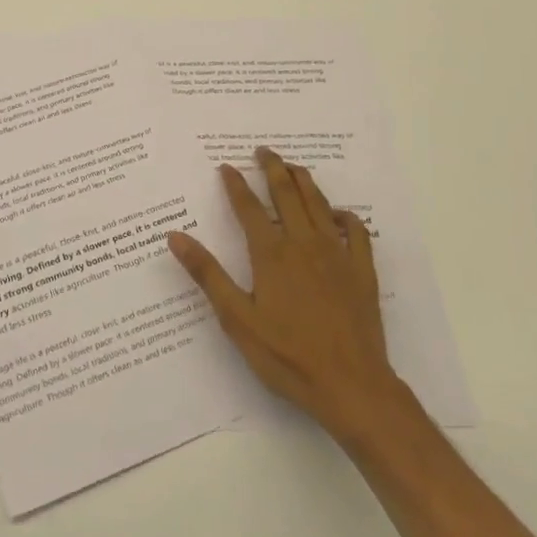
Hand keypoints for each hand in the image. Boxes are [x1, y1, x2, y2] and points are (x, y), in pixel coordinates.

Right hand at [168, 148, 404, 447]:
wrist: (352, 386)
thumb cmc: (287, 356)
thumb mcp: (237, 319)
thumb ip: (207, 274)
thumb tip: (175, 236)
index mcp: (271, 254)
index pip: (249, 208)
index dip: (236, 184)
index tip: (226, 166)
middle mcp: (304, 243)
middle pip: (287, 193)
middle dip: (272, 168)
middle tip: (262, 150)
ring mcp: (337, 254)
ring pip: (319, 204)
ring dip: (304, 180)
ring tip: (292, 166)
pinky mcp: (362, 271)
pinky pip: (356, 231)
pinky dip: (345, 215)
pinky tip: (338, 213)